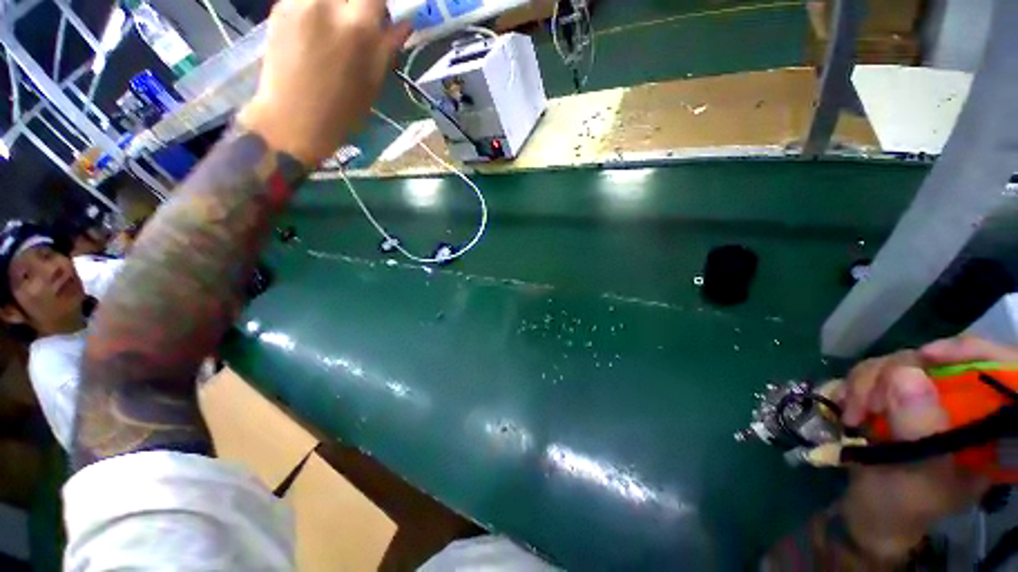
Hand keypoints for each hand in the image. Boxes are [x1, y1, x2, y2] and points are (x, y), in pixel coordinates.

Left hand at [238, 0, 411, 165]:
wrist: (292, 120)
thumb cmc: (342, 110)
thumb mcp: (374, 82)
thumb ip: (388, 45)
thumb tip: (405, 23)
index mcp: (359, 26)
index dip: (379, 4)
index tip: (379, 13)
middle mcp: (328, 3)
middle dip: (358, 4)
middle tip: (358, 20)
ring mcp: (300, 1)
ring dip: (337, 5)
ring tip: (335, 26)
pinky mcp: (280, 6)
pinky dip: (316, 7)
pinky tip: (316, 30)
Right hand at [837, 336, 1017, 562]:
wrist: (868, 513)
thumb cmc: (902, 505)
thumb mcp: (917, 476)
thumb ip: (919, 430)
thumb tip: (905, 375)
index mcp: (985, 427)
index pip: (996, 367)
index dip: (968, 351)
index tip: (926, 355)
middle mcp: (960, 406)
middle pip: (935, 360)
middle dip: (893, 374)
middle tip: (866, 405)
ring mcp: (924, 400)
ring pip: (898, 362)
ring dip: (866, 382)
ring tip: (851, 415)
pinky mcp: (894, 398)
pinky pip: (874, 372)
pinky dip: (854, 384)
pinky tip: (845, 406)